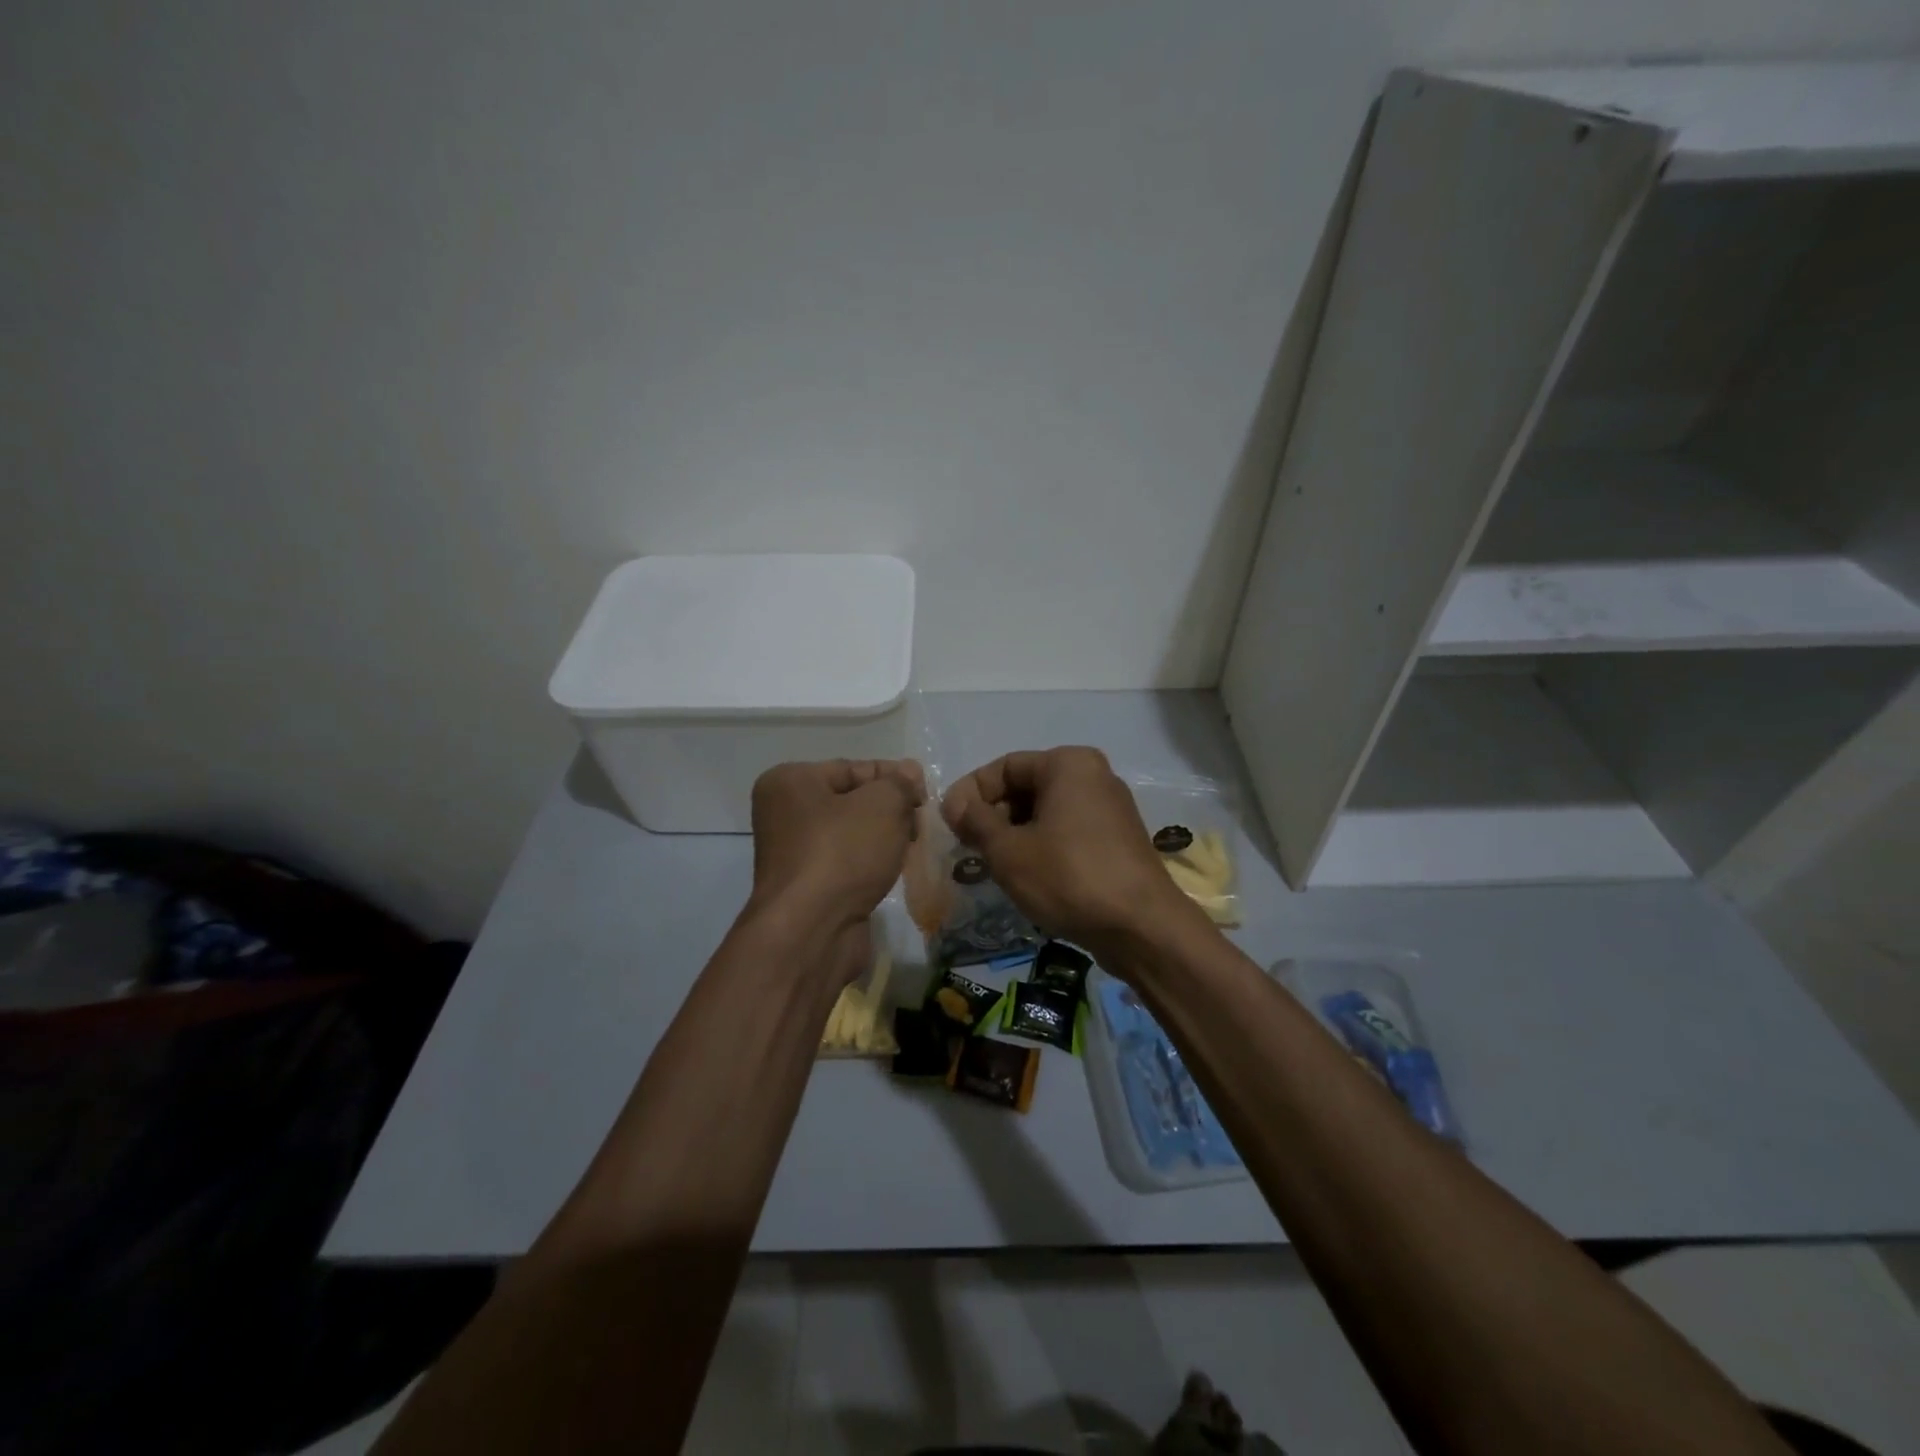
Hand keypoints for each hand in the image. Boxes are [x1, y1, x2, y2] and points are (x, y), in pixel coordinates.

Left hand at [748, 759, 924, 930]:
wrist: (812, 930)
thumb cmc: (843, 853)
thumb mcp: (882, 804)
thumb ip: (900, 784)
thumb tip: (909, 773)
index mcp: (790, 782)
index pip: (853, 768)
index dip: (894, 777)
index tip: (925, 793)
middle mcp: (784, 813)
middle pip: (852, 800)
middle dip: (890, 809)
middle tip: (920, 823)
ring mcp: (793, 853)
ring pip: (851, 834)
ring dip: (883, 838)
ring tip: (910, 847)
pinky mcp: (807, 887)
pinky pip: (846, 863)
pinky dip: (870, 864)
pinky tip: (892, 870)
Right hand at [941, 746, 1205, 958]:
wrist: (1141, 927)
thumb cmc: (1068, 877)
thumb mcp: (1009, 850)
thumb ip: (975, 821)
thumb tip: (953, 803)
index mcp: (1068, 764)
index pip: (1004, 767)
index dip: (970, 793)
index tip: (949, 824)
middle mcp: (1093, 775)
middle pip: (1026, 786)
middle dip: (992, 815)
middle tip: (968, 847)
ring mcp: (1110, 808)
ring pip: (1046, 811)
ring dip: (1013, 833)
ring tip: (991, 864)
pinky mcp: (1117, 839)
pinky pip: (1067, 830)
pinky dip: (1041, 845)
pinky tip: (1025, 875)